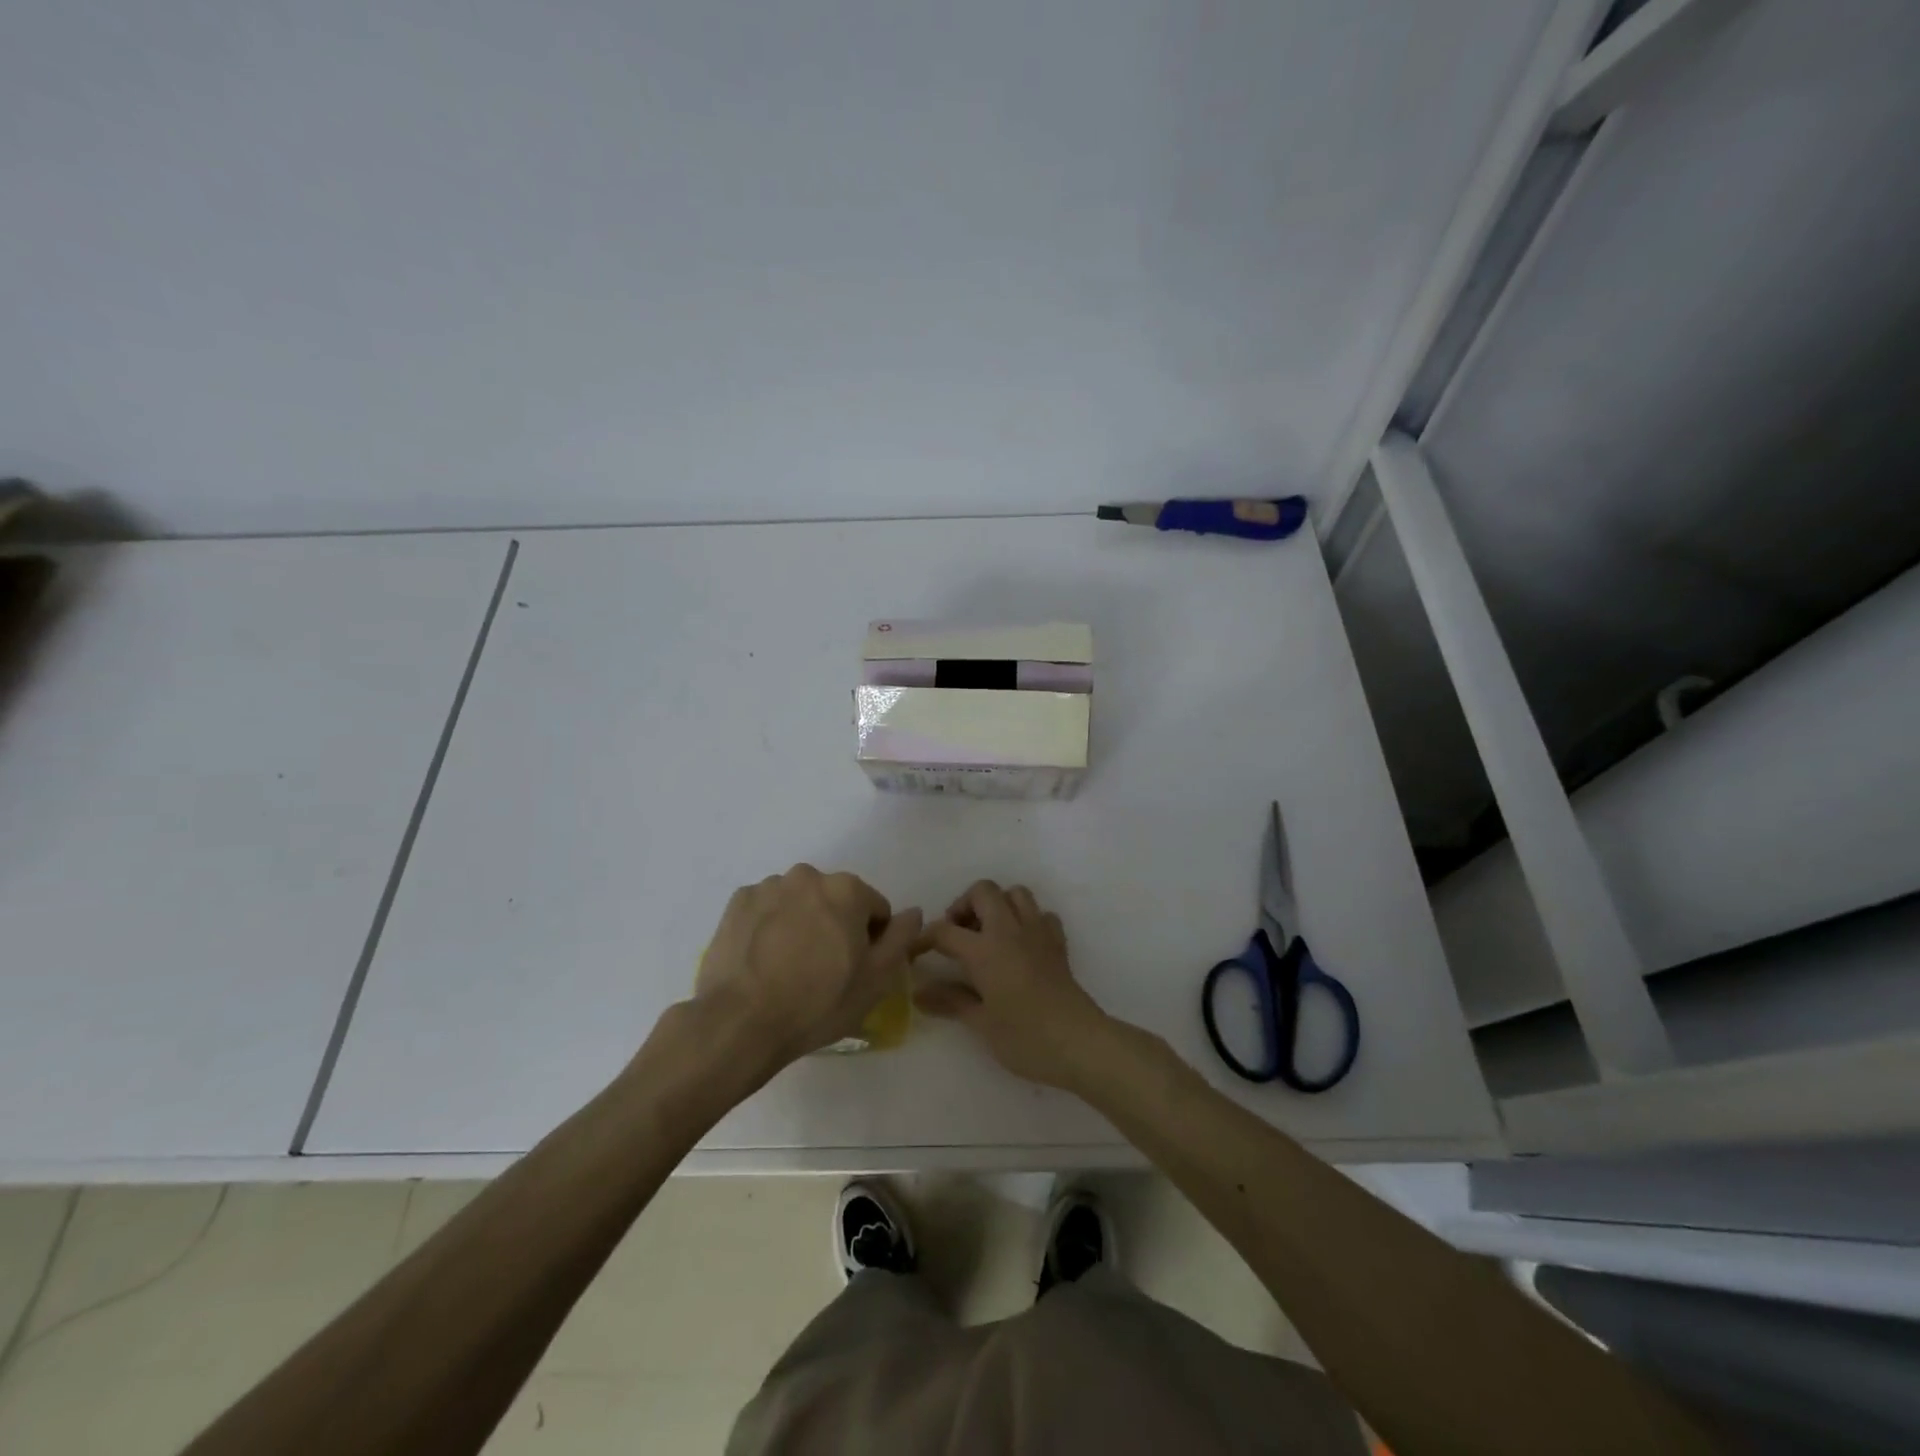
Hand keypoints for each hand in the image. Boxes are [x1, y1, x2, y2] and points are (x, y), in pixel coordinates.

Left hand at [694, 865, 922, 1070]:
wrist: (740, 1022)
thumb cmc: (818, 1002)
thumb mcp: (875, 979)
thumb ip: (901, 938)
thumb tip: (914, 912)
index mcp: (846, 889)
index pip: (874, 908)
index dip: (871, 939)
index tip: (855, 968)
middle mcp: (808, 876)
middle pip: (834, 900)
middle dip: (834, 925)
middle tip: (823, 969)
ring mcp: (768, 886)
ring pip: (798, 902)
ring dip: (801, 922)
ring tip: (788, 966)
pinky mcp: (737, 902)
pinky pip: (765, 909)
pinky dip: (769, 926)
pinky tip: (763, 959)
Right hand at [915, 880, 1110, 1088]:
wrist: (1079, 1043)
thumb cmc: (1025, 1037)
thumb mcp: (981, 1023)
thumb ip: (950, 1001)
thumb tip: (919, 992)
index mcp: (985, 949)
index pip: (945, 930)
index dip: (924, 938)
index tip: (915, 953)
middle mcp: (1010, 930)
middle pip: (983, 891)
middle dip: (964, 905)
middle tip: (957, 935)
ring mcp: (1037, 932)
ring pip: (1015, 893)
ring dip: (998, 905)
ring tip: (988, 934)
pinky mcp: (1058, 942)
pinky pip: (1041, 914)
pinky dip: (1028, 920)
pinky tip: (1021, 944)